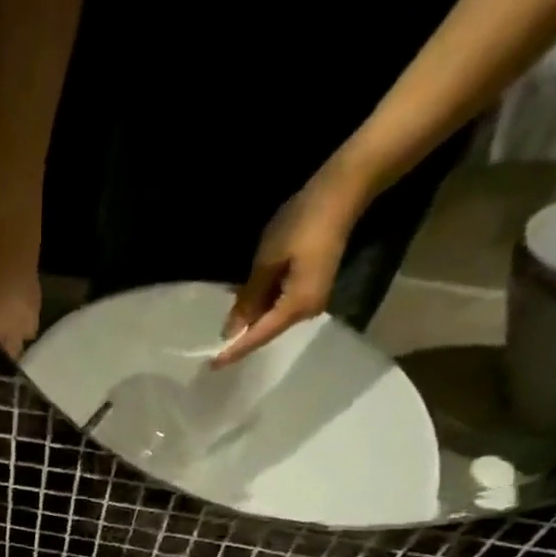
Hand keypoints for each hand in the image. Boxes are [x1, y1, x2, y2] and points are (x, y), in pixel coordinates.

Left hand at [213, 161, 370, 368]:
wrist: (343, 191)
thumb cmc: (303, 223)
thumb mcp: (268, 261)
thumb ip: (249, 298)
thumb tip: (231, 329)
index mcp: (296, 307)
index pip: (258, 337)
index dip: (234, 350)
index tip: (212, 365)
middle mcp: (306, 312)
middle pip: (266, 331)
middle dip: (241, 337)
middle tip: (212, 348)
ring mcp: (311, 300)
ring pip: (273, 318)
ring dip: (250, 319)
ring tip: (224, 324)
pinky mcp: (311, 288)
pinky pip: (281, 305)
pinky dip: (262, 305)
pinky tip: (244, 302)